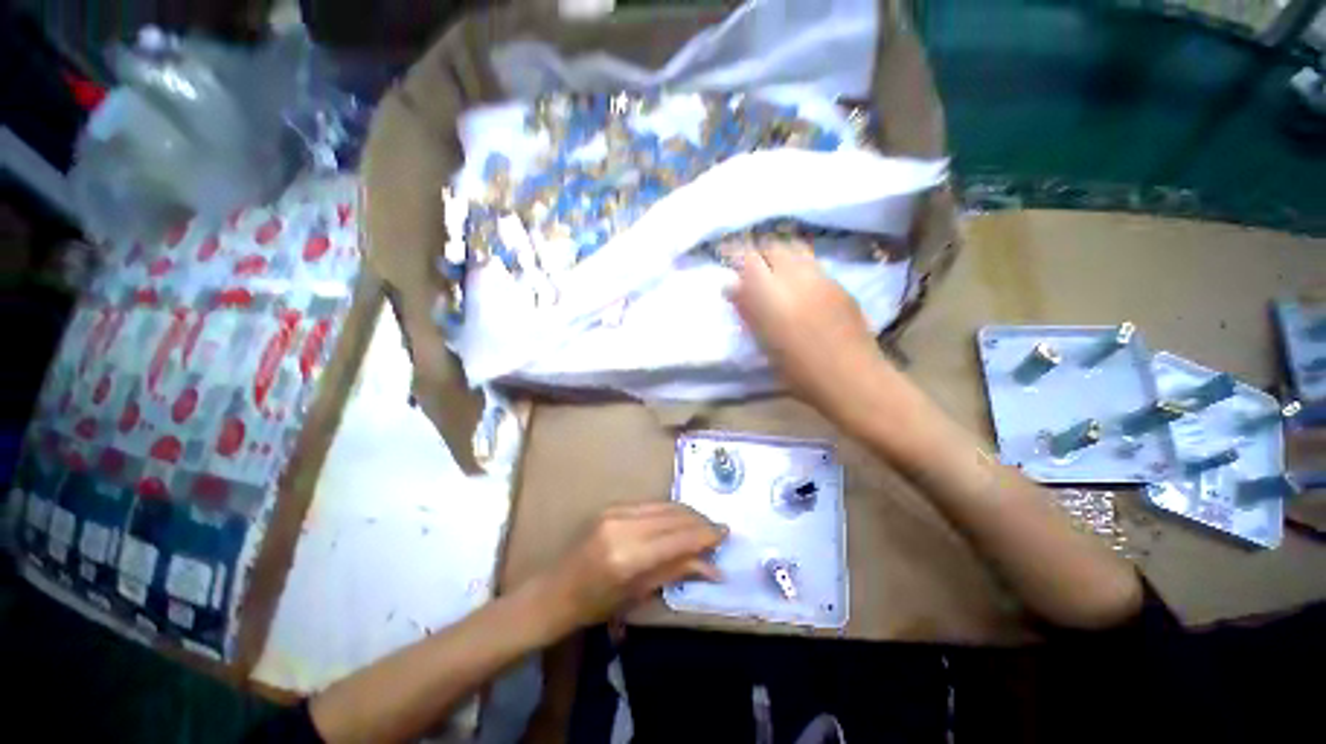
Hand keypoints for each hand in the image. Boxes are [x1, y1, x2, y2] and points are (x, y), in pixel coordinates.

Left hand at [541, 502, 725, 630]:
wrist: (553, 590)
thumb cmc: (594, 605)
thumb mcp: (638, 594)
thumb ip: (676, 572)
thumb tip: (713, 567)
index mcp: (627, 556)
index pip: (678, 538)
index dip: (705, 534)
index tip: (726, 533)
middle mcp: (623, 525)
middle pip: (673, 516)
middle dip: (699, 521)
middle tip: (718, 531)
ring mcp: (615, 511)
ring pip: (664, 506)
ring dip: (687, 514)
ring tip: (703, 525)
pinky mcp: (612, 505)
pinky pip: (650, 505)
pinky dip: (668, 512)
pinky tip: (678, 520)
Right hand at [726, 239, 894, 427]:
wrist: (851, 378)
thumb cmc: (799, 371)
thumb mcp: (764, 343)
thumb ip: (747, 310)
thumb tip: (731, 286)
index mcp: (772, 294)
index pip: (748, 258)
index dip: (736, 256)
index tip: (728, 262)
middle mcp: (797, 276)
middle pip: (773, 247)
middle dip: (759, 254)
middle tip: (751, 270)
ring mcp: (821, 277)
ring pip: (796, 249)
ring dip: (780, 256)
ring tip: (774, 273)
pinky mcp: (839, 284)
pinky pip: (813, 264)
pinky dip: (799, 267)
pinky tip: (799, 287)